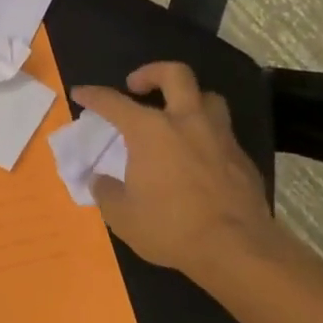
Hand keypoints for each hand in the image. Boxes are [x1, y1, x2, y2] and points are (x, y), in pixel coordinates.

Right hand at [70, 63, 303, 290]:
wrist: (238, 250)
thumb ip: (106, 192)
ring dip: (189, 100)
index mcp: (150, 130)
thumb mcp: (122, 216)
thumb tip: (100, 180)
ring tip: (175, 117)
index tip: (80, 93)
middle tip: (137, 86)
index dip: (93, 95)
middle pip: (175, 74)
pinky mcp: (243, 159)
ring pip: (208, 98)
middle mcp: (187, 122)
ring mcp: (220, 137)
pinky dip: (206, 136)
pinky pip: (222, 133)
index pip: (114, 102)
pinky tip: (198, 158)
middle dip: (152, 72)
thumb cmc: (171, 227)